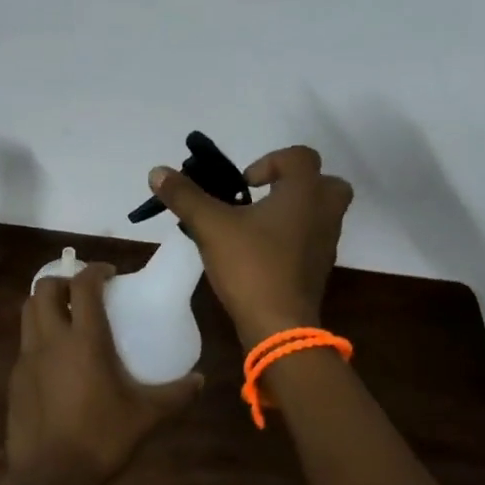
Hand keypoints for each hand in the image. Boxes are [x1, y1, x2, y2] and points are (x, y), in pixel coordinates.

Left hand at [8, 263, 202, 484]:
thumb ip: (175, 395)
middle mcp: (51, 339)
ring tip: (67, 319)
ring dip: (45, 304)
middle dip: (63, 281)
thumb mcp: (146, 416)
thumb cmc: (101, 439)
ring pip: (28, 312)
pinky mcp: (15, 380)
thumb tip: (200, 380)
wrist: (49, 479)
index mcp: (84, 339)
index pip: (83, 285)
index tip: (110, 274)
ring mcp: (28, 359)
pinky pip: (24, 344)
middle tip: (83, 294)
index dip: (95, 270)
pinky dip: (39, 337)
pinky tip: (56, 362)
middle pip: (43, 288)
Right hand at [146, 144, 353, 348]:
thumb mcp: (211, 226)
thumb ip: (185, 196)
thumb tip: (157, 172)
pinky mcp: (321, 269)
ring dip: (295, 211)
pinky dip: (295, 238)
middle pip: (326, 182)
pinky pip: (313, 240)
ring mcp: (326, 243)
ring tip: (258, 225)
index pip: (301, 156)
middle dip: (297, 183)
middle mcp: (324, 213)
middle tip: (265, 196)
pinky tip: (263, 252)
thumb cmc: (251, 265)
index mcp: (304, 193)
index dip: (271, 161)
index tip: (245, 183)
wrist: (280, 327)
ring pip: (321, 213)